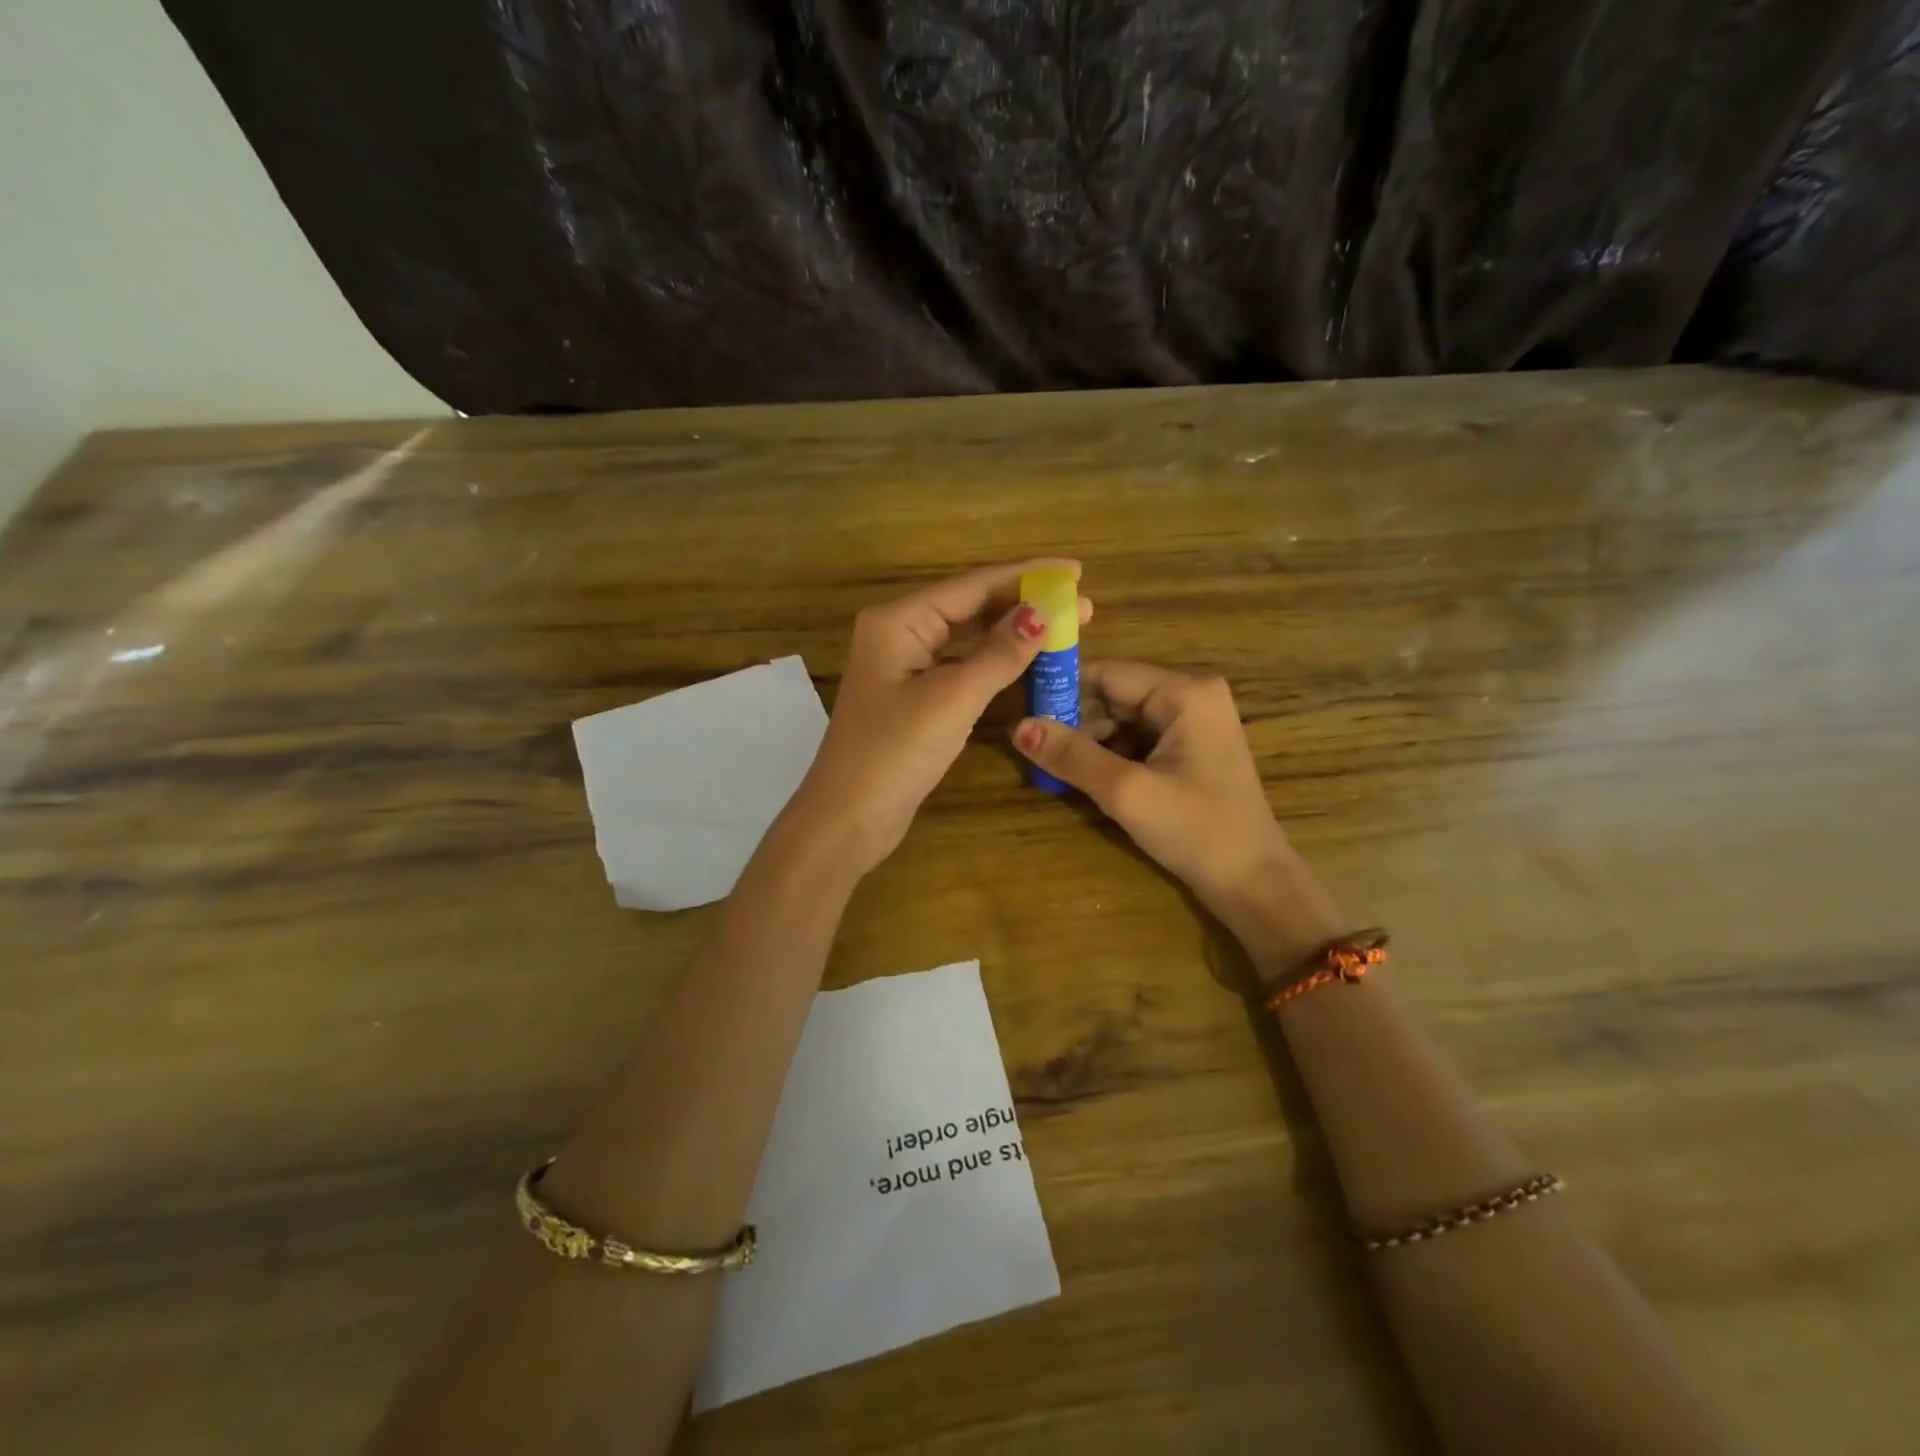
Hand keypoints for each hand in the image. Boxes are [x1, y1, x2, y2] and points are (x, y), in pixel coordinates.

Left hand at [790, 561, 1090, 877]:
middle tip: (1081, 603)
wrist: (848, 817)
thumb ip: (999, 654)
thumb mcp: (953, 699)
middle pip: (970, 606)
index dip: (1026, 576)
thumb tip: (1043, 612)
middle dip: (1025, 603)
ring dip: (1013, 632)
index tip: (1076, 570)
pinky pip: (962, 665)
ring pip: (968, 637)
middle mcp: (900, 633)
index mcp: (899, 620)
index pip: (972, 585)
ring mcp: (905, 666)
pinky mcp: (914, 696)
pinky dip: (995, 662)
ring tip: (1064, 626)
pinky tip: (1026, 659)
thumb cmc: (895, 752)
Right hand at [1010, 662, 1340, 958]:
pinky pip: (1137, 738)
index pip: (1107, 673)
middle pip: (1114, 694)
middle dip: (1074, 721)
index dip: (1062, 690)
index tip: (1020, 712)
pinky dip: (1110, 755)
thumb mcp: (1126, 792)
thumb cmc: (1196, 831)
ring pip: (1122, 718)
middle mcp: (1191, 694)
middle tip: (1031, 747)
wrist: (1252, 882)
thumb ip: (1071, 755)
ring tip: (1052, 766)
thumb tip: (1016, 726)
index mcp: (1185, 692)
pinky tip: (1084, 776)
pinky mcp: (1190, 747)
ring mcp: (1193, 721)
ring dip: (1089, 741)